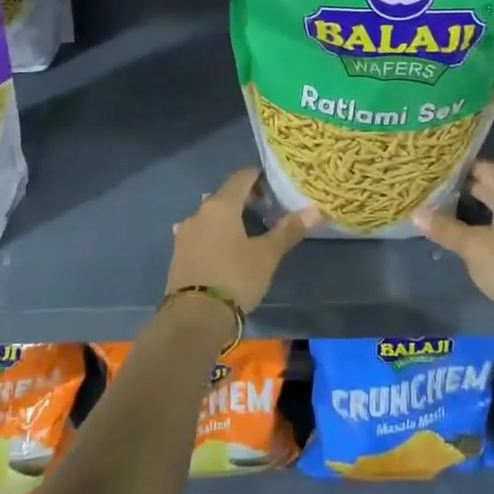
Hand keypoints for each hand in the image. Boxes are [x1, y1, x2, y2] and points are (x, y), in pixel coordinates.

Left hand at [167, 168, 318, 314]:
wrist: (194, 317)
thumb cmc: (235, 278)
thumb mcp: (267, 255)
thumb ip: (289, 230)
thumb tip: (315, 209)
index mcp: (221, 206)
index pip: (241, 178)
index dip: (258, 176)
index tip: (274, 181)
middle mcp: (199, 213)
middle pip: (224, 195)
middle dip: (245, 197)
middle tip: (267, 207)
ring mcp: (185, 234)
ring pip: (210, 215)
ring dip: (227, 217)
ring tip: (246, 228)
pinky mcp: (178, 254)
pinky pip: (200, 234)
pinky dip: (214, 233)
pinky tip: (222, 246)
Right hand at [412, 160, 493, 310]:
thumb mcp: (472, 246)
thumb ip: (445, 228)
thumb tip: (416, 212)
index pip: (487, 169)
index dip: (465, 166)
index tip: (442, 166)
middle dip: (468, 188)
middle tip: (439, 187)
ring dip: (479, 208)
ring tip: (450, 210)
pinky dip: (489, 224)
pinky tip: (474, 234)